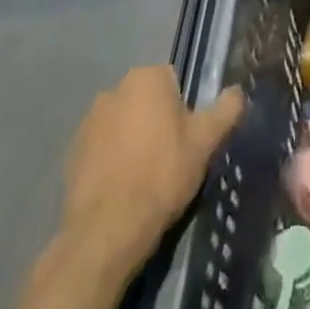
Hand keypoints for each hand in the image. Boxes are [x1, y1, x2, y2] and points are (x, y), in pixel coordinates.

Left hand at [62, 66, 244, 272]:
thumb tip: (238, 91)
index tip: (188, 138)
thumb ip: (226, 109)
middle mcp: (114, 89)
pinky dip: (112, 161)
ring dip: (133, 140)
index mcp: (147, 78)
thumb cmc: (162, 175)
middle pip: (147, 101)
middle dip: (158, 121)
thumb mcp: (206, 141)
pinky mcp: (71, 153)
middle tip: (171, 157)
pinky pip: (102, 148)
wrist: (107, 230)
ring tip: (145, 177)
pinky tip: (122, 188)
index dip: (185, 110)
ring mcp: (88, 122)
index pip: (174, 81)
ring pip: (123, 124)